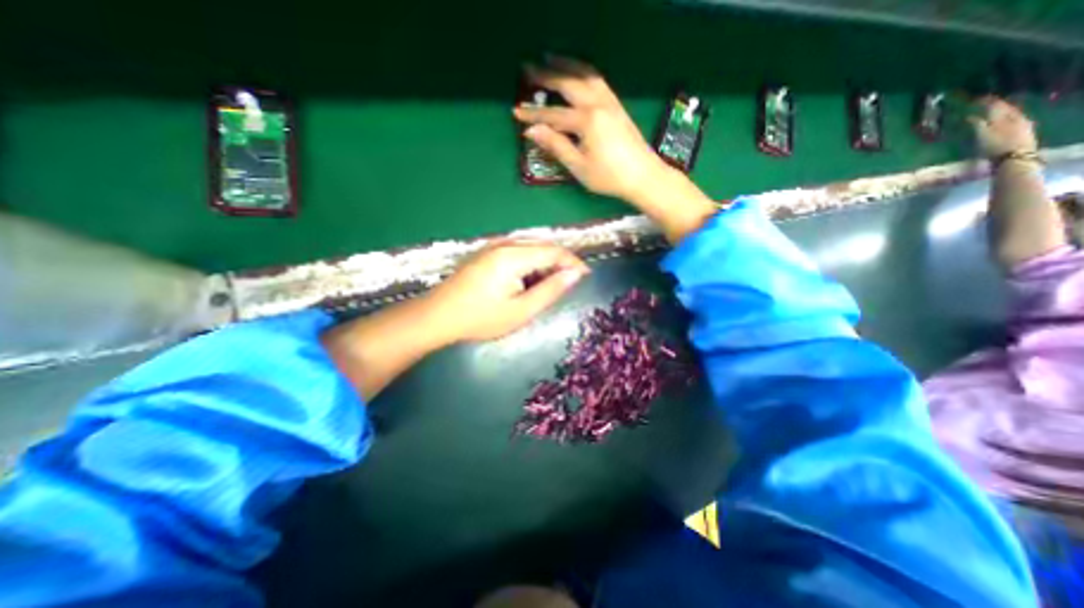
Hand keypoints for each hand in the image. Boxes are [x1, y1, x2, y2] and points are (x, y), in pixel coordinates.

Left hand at [425, 239, 590, 340]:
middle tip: (567, 286)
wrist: (437, 316)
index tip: (586, 276)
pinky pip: (517, 252)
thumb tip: (575, 274)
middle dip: (560, 263)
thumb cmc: (481, 318)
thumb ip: (550, 290)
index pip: (554, 251)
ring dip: (544, 264)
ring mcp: (493, 246)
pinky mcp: (486, 253)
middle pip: (543, 246)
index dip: (573, 262)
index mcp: (513, 256)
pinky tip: (527, 281)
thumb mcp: (521, 310)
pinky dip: (529, 264)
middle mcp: (504, 244)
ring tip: (548, 287)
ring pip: (530, 248)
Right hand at [513, 56, 673, 199]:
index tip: (516, 112)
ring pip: (585, 75)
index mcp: (586, 121)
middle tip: (527, 68)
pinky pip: (598, 80)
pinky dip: (584, 71)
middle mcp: (598, 104)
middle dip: (546, 76)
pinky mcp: (617, 106)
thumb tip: (532, 132)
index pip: (553, 115)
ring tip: (550, 58)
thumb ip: (556, 146)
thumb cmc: (609, 176)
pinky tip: (578, 73)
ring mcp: (610, 102)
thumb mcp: (579, 166)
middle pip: (568, 84)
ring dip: (566, 65)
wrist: (644, 176)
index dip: (533, 115)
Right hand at [969, 96, 1035, 158]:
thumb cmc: (995, 145)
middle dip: (994, 106)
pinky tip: (998, 124)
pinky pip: (1011, 122)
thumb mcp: (982, 135)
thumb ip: (977, 124)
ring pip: (1008, 115)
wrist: (1015, 156)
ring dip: (998, 114)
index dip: (986, 101)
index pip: (996, 105)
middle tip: (983, 105)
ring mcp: (1020, 125)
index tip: (976, 99)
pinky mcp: (1020, 133)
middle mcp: (1015, 117)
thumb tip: (969, 116)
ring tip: (989, 114)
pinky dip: (1002, 121)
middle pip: (1005, 108)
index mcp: (1006, 116)